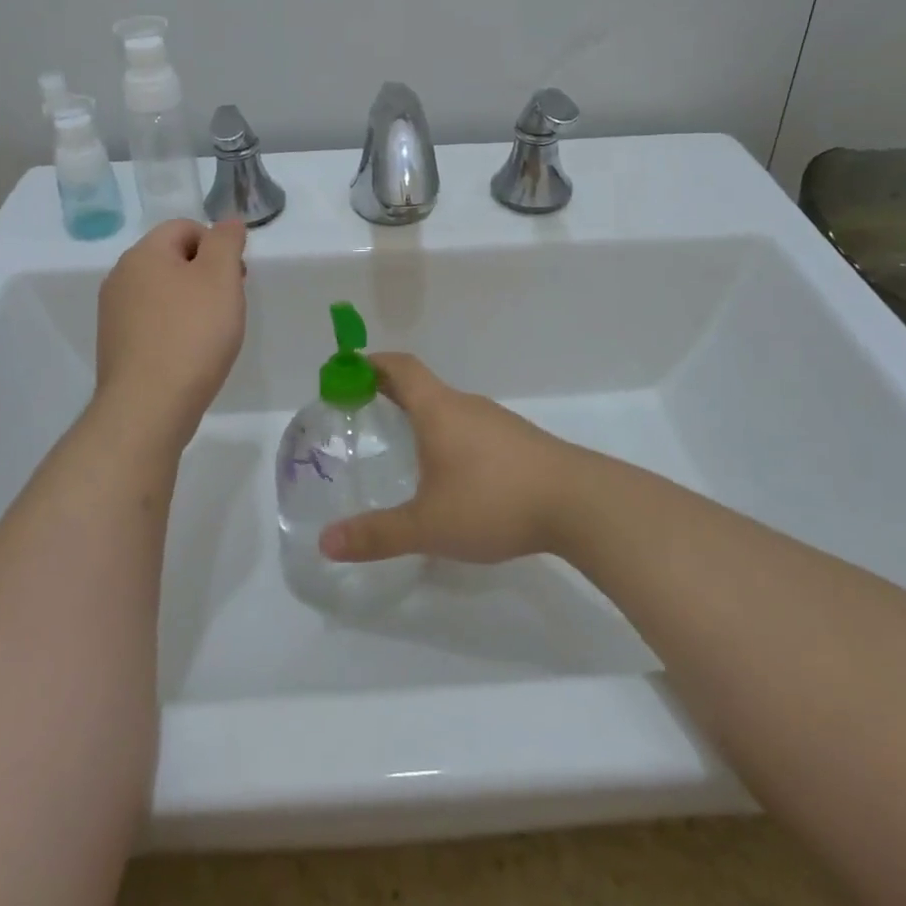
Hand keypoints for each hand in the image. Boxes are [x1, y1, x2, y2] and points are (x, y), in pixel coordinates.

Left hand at [94, 219, 246, 437]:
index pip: (185, 227)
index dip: (217, 246)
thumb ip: (226, 241)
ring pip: (163, 291)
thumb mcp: (220, 276)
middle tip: (228, 304)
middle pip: (173, 259)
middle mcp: (121, 277)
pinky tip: (189, 352)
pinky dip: (174, 328)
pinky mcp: (116, 345)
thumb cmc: (192, 334)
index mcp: (143, 254)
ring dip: (191, 302)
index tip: (235, 277)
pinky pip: (152, 321)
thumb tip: (227, 222)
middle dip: (206, 274)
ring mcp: (114, 313)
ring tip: (212, 333)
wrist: (149, 406)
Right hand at [319, 352, 582, 565]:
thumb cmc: (493, 501)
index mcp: (438, 409)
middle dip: (390, 394)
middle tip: (363, 413)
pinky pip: (472, 428)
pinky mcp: (520, 442)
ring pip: (449, 409)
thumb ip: (377, 535)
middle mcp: (466, 405)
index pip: (400, 367)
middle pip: (422, 386)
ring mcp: (497, 422)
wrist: (579, 503)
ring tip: (404, 446)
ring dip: (423, 416)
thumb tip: (326, 543)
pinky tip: (452, 474)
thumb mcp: (428, 525)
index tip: (347, 370)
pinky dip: (449, 436)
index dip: (371, 363)